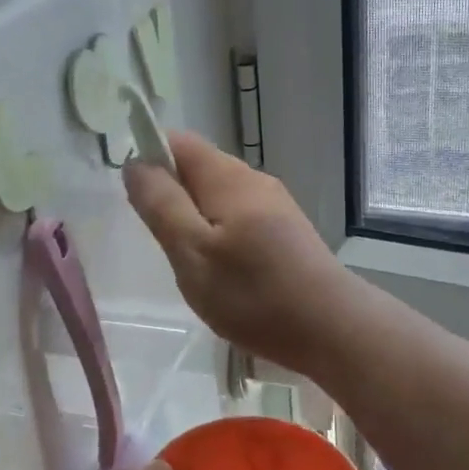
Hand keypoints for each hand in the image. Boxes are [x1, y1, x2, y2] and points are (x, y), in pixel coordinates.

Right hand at [124, 131, 355, 376]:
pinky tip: (224, 273)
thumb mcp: (192, 252)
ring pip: (218, 196)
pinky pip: (239, 218)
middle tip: (163, 244)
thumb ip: (161, 205)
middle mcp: (253, 180)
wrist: (332, 327)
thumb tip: (136, 163)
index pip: (178, 142)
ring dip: (195, 220)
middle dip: (171, 196)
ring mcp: (275, 205)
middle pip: (199, 168)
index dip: (149, 158)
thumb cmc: (253, 293)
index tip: (138, 201)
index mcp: (227, 177)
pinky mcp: (286, 231)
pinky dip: (220, 235)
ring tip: (191, 265)